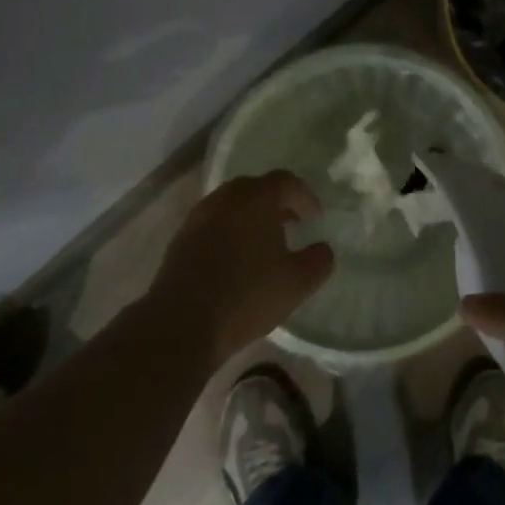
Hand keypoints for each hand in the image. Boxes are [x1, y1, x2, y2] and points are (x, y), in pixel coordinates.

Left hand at [147, 172, 334, 370]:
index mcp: (256, 198)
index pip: (286, 181)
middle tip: (291, 222)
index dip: (305, 196)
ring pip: (231, 205)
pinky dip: (229, 231)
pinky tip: (236, 259)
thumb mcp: (297, 282)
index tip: (316, 217)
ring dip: (250, 216)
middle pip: (255, 188)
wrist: (181, 323)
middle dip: (276, 202)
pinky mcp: (180, 240)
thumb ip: (319, 260)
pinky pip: (212, 224)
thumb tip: (324, 249)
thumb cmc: (247, 295)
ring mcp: (199, 217)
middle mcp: (226, 198)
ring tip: (263, 242)